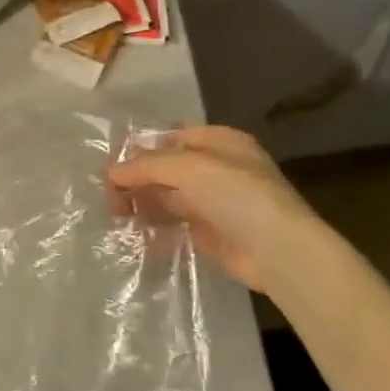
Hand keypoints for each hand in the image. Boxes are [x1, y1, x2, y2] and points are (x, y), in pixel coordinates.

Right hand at [106, 126, 321, 294]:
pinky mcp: (212, 236)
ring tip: (117, 217)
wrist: (280, 251)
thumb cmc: (236, 195)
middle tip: (109, 198)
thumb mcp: (188, 168)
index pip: (171, 138)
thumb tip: (111, 172)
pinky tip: (136, 236)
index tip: (112, 167)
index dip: (141, 149)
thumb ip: (146, 166)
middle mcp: (217, 170)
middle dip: (137, 180)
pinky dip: (155, 231)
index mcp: (219, 142)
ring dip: (143, 205)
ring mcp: (215, 204)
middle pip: (167, 169)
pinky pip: (176, 228)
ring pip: (169, 199)